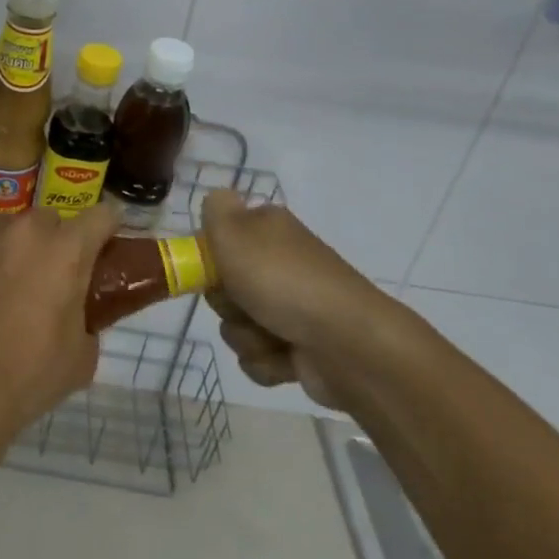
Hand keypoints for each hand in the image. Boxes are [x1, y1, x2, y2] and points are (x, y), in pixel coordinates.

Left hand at [0, 204, 121, 444]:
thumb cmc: (30, 376)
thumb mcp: (82, 353)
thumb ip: (86, 314)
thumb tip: (77, 307)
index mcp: (66, 249)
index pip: (101, 216)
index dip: (103, 231)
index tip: (99, 248)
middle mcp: (23, 228)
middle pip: (46, 221)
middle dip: (48, 244)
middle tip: (40, 281)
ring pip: (0, 230)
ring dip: (4, 251)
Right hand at [199, 189, 393, 407]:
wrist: (348, 344)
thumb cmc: (284, 281)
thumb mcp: (235, 231)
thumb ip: (216, 209)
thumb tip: (217, 197)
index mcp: (268, 231)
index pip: (222, 238)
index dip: (210, 257)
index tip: (211, 269)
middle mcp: (279, 265)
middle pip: (223, 286)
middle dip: (226, 302)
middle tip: (242, 301)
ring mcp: (291, 309)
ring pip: (237, 325)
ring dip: (247, 335)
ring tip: (272, 335)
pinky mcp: (298, 349)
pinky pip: (258, 358)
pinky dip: (267, 361)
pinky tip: (286, 357)